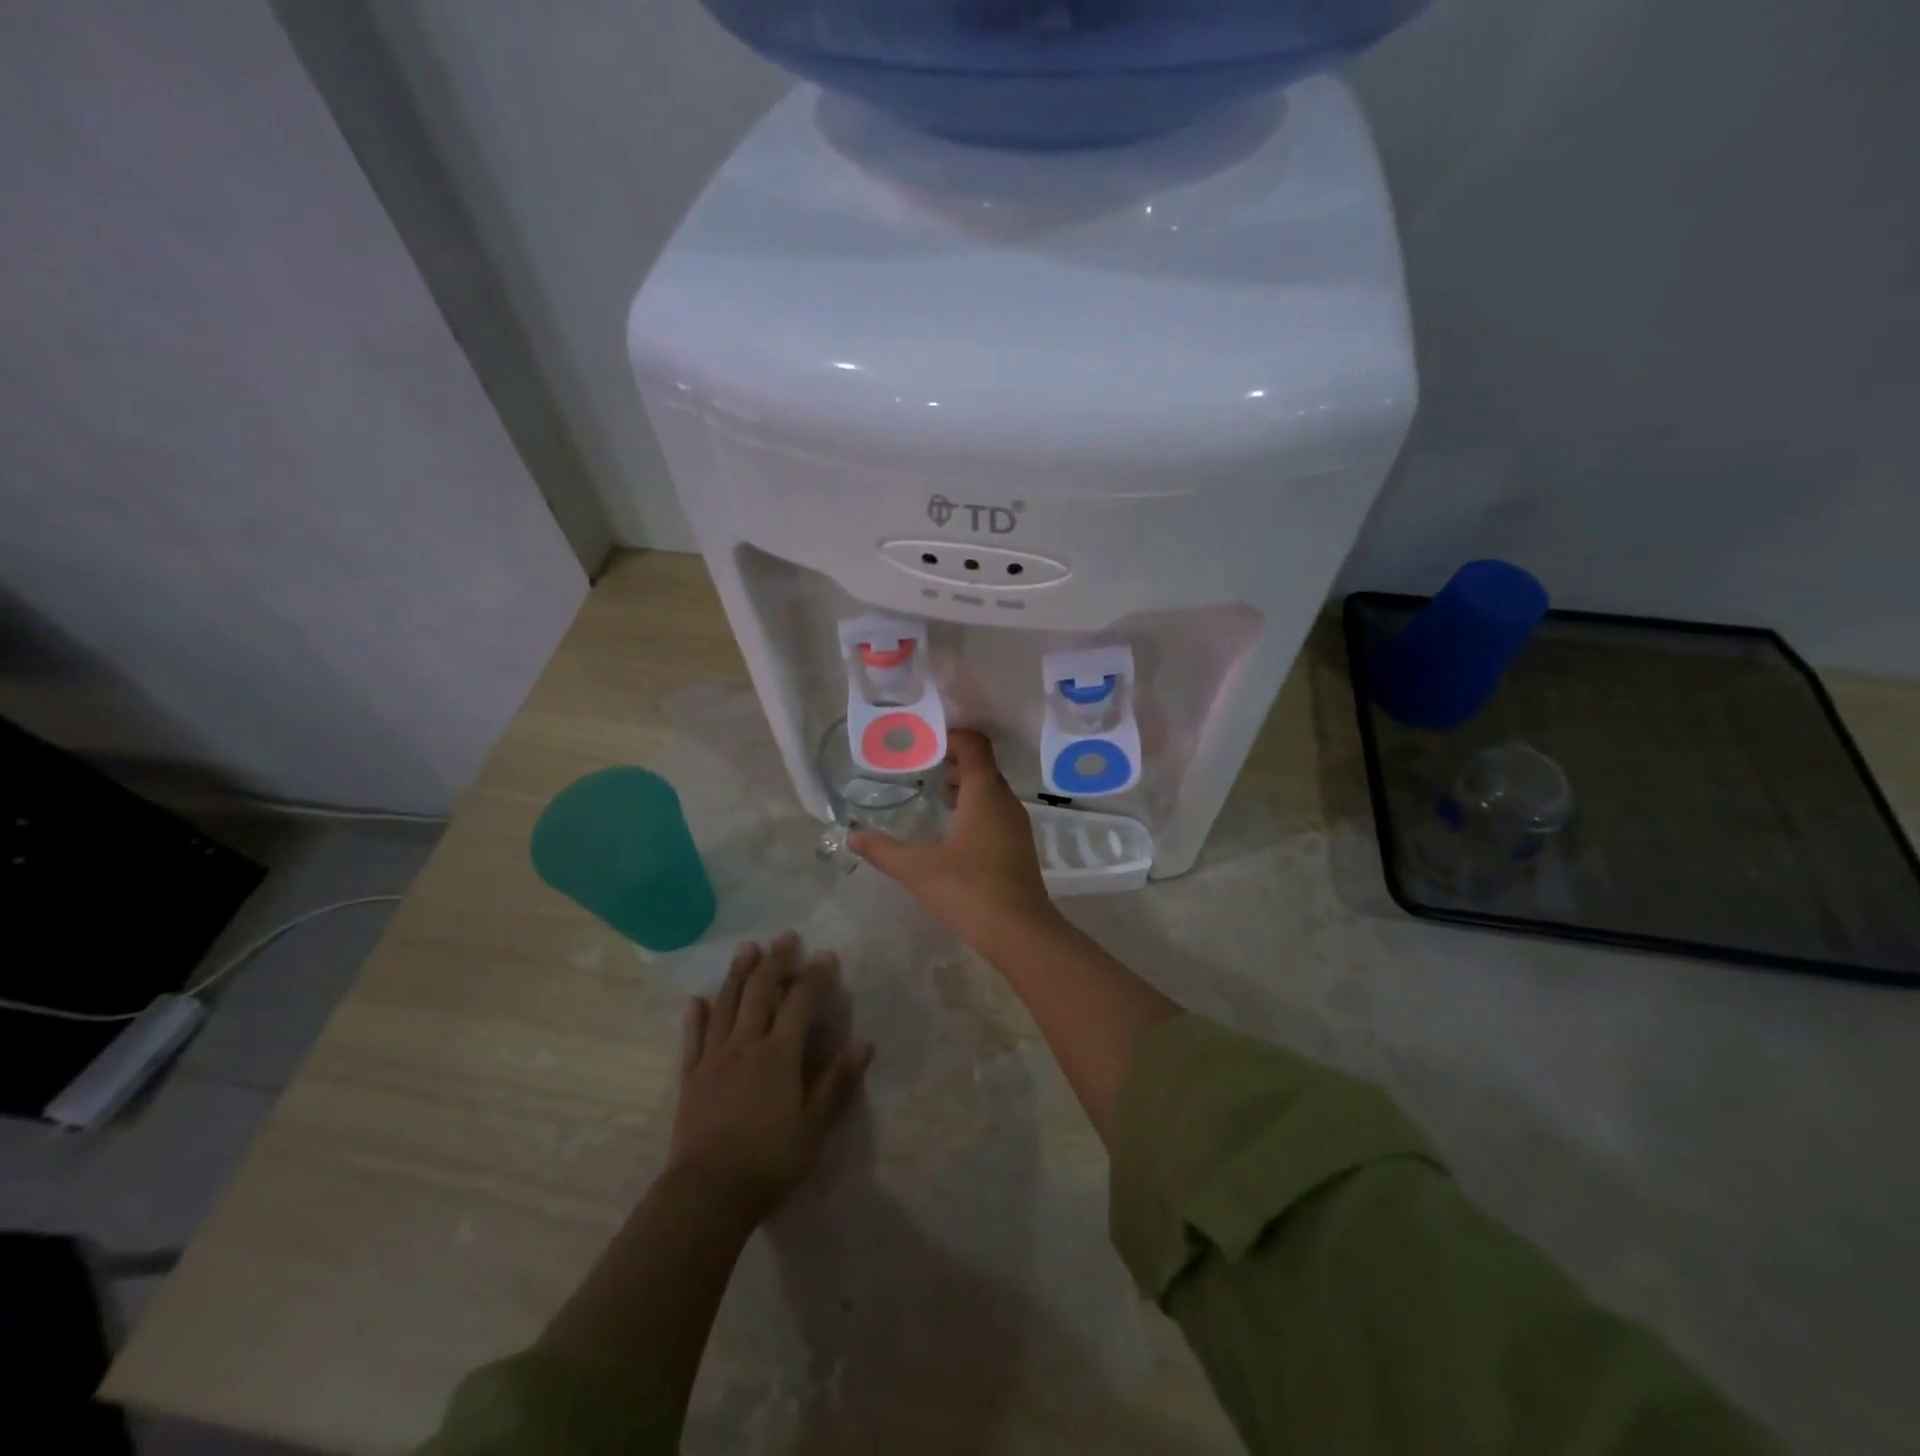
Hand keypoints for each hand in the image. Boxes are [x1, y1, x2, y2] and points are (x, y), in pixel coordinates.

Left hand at [668, 933, 871, 1219]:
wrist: (707, 1194)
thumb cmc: (770, 1160)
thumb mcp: (815, 1126)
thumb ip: (838, 1082)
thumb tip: (864, 1043)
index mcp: (779, 1054)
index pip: (801, 1002)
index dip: (815, 977)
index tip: (825, 955)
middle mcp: (746, 1044)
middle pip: (760, 992)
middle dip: (775, 962)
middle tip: (785, 938)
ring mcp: (714, 1058)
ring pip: (726, 1005)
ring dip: (737, 974)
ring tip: (746, 949)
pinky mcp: (691, 1077)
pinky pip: (693, 1038)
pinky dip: (695, 1016)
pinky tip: (695, 1000)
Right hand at [850, 729, 1059, 946]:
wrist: (1021, 933)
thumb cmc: (970, 891)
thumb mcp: (919, 870)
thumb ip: (883, 850)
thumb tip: (852, 836)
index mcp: (984, 794)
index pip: (975, 745)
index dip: (951, 737)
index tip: (923, 745)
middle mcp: (1005, 801)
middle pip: (982, 766)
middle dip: (952, 762)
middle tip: (920, 770)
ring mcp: (1016, 824)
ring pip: (990, 790)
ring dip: (964, 787)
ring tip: (933, 798)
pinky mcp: (1019, 845)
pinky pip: (996, 811)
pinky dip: (974, 808)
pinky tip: (952, 833)